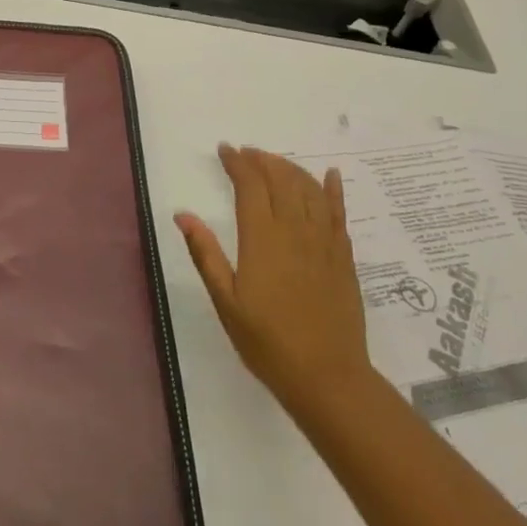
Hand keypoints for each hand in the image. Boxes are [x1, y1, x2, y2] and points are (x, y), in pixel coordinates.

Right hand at [175, 145, 372, 419]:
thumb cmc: (266, 342)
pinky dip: (333, 189)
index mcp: (261, 238)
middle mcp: (294, 229)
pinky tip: (330, 175)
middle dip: (262, 160)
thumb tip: (183, 214)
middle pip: (280, 179)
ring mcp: (323, 240)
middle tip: (246, 153)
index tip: (225, 150)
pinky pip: (339, 211)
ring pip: (309, 188)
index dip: (237, 163)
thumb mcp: (225, 301)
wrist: (326, 375)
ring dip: (290, 168)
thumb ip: (205, 253)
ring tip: (274, 162)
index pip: (250, 185)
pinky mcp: (344, 255)